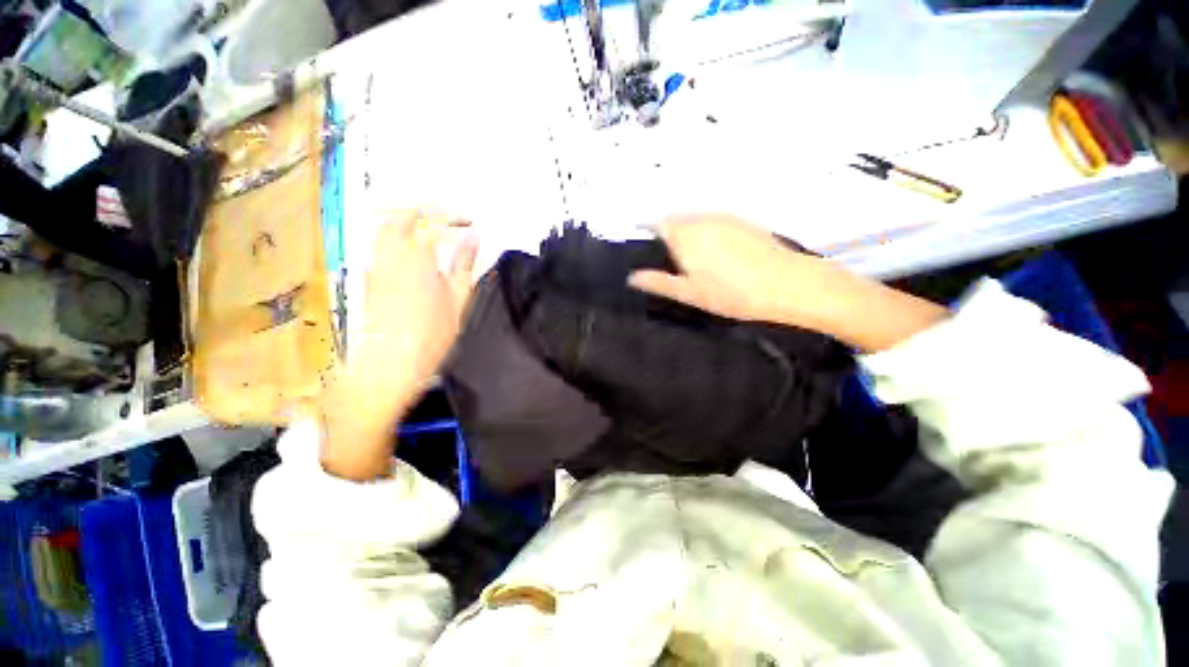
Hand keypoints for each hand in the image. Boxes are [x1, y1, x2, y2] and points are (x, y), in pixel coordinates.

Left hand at [357, 209, 478, 389]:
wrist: (391, 361)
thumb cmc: (432, 333)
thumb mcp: (458, 297)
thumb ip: (464, 263)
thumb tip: (473, 237)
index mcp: (417, 257)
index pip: (432, 221)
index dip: (452, 217)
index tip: (468, 223)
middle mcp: (391, 254)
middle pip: (401, 216)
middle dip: (424, 211)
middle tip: (446, 219)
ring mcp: (375, 265)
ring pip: (385, 228)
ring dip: (408, 222)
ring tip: (429, 231)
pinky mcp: (369, 278)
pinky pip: (380, 246)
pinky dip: (396, 238)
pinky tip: (411, 253)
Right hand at [630, 214, 945, 351]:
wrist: (787, 285)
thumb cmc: (732, 293)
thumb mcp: (689, 293)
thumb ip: (658, 282)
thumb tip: (632, 277)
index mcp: (684, 234)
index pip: (656, 224)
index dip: (649, 237)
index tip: (649, 254)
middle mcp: (702, 218)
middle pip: (675, 220)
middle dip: (669, 236)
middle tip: (672, 263)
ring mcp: (724, 218)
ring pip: (696, 221)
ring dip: (689, 235)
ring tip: (695, 263)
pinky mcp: (743, 222)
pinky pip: (715, 223)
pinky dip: (708, 234)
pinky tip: (718, 256)